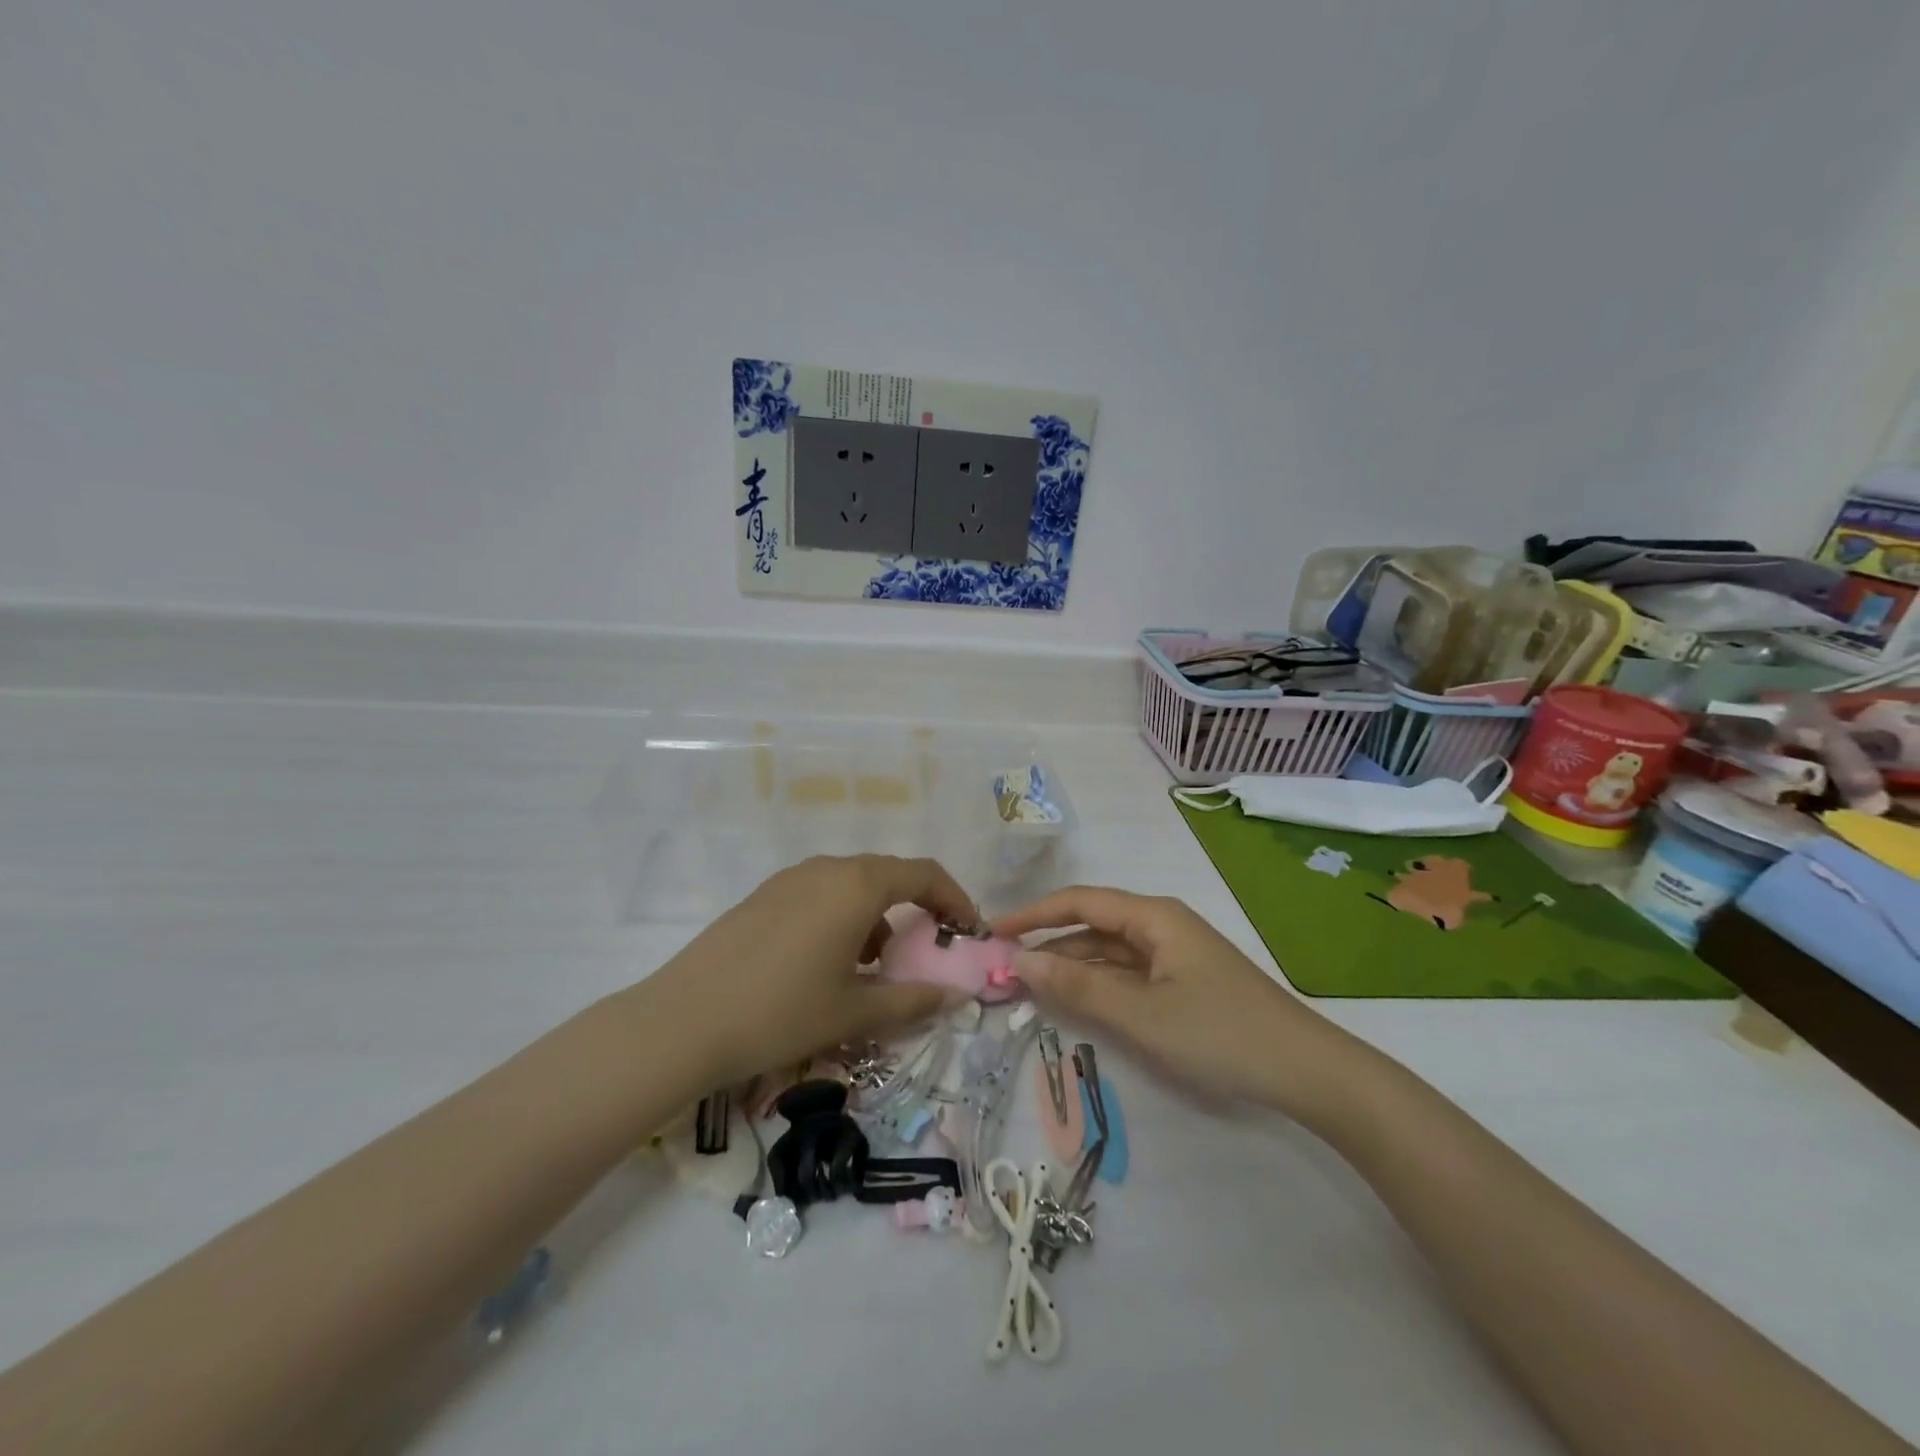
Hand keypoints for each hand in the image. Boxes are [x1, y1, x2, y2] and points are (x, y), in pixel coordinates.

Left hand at [640, 855, 978, 1085]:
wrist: (683, 1021)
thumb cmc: (781, 1013)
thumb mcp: (854, 1013)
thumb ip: (912, 1001)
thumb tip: (954, 996)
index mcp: (857, 886)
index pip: (924, 874)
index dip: (955, 899)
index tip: (969, 931)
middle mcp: (826, 868)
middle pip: (888, 875)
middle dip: (917, 909)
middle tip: (927, 951)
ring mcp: (790, 879)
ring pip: (852, 886)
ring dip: (877, 917)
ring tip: (874, 967)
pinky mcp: (763, 896)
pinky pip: (820, 894)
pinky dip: (843, 918)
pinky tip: (828, 963)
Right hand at [997, 887, 1351, 1113]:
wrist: (1307, 1071)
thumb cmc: (1221, 1034)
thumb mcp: (1142, 1014)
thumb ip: (1079, 987)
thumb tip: (1020, 962)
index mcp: (1153, 916)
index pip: (1079, 902)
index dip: (1033, 914)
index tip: (992, 932)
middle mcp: (1160, 925)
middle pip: (1091, 924)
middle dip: (1047, 942)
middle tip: (1002, 967)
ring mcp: (1173, 955)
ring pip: (1108, 951)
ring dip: (1070, 966)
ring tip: (1027, 986)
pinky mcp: (1182, 983)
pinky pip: (1127, 974)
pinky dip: (1097, 984)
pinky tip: (1075, 1002)